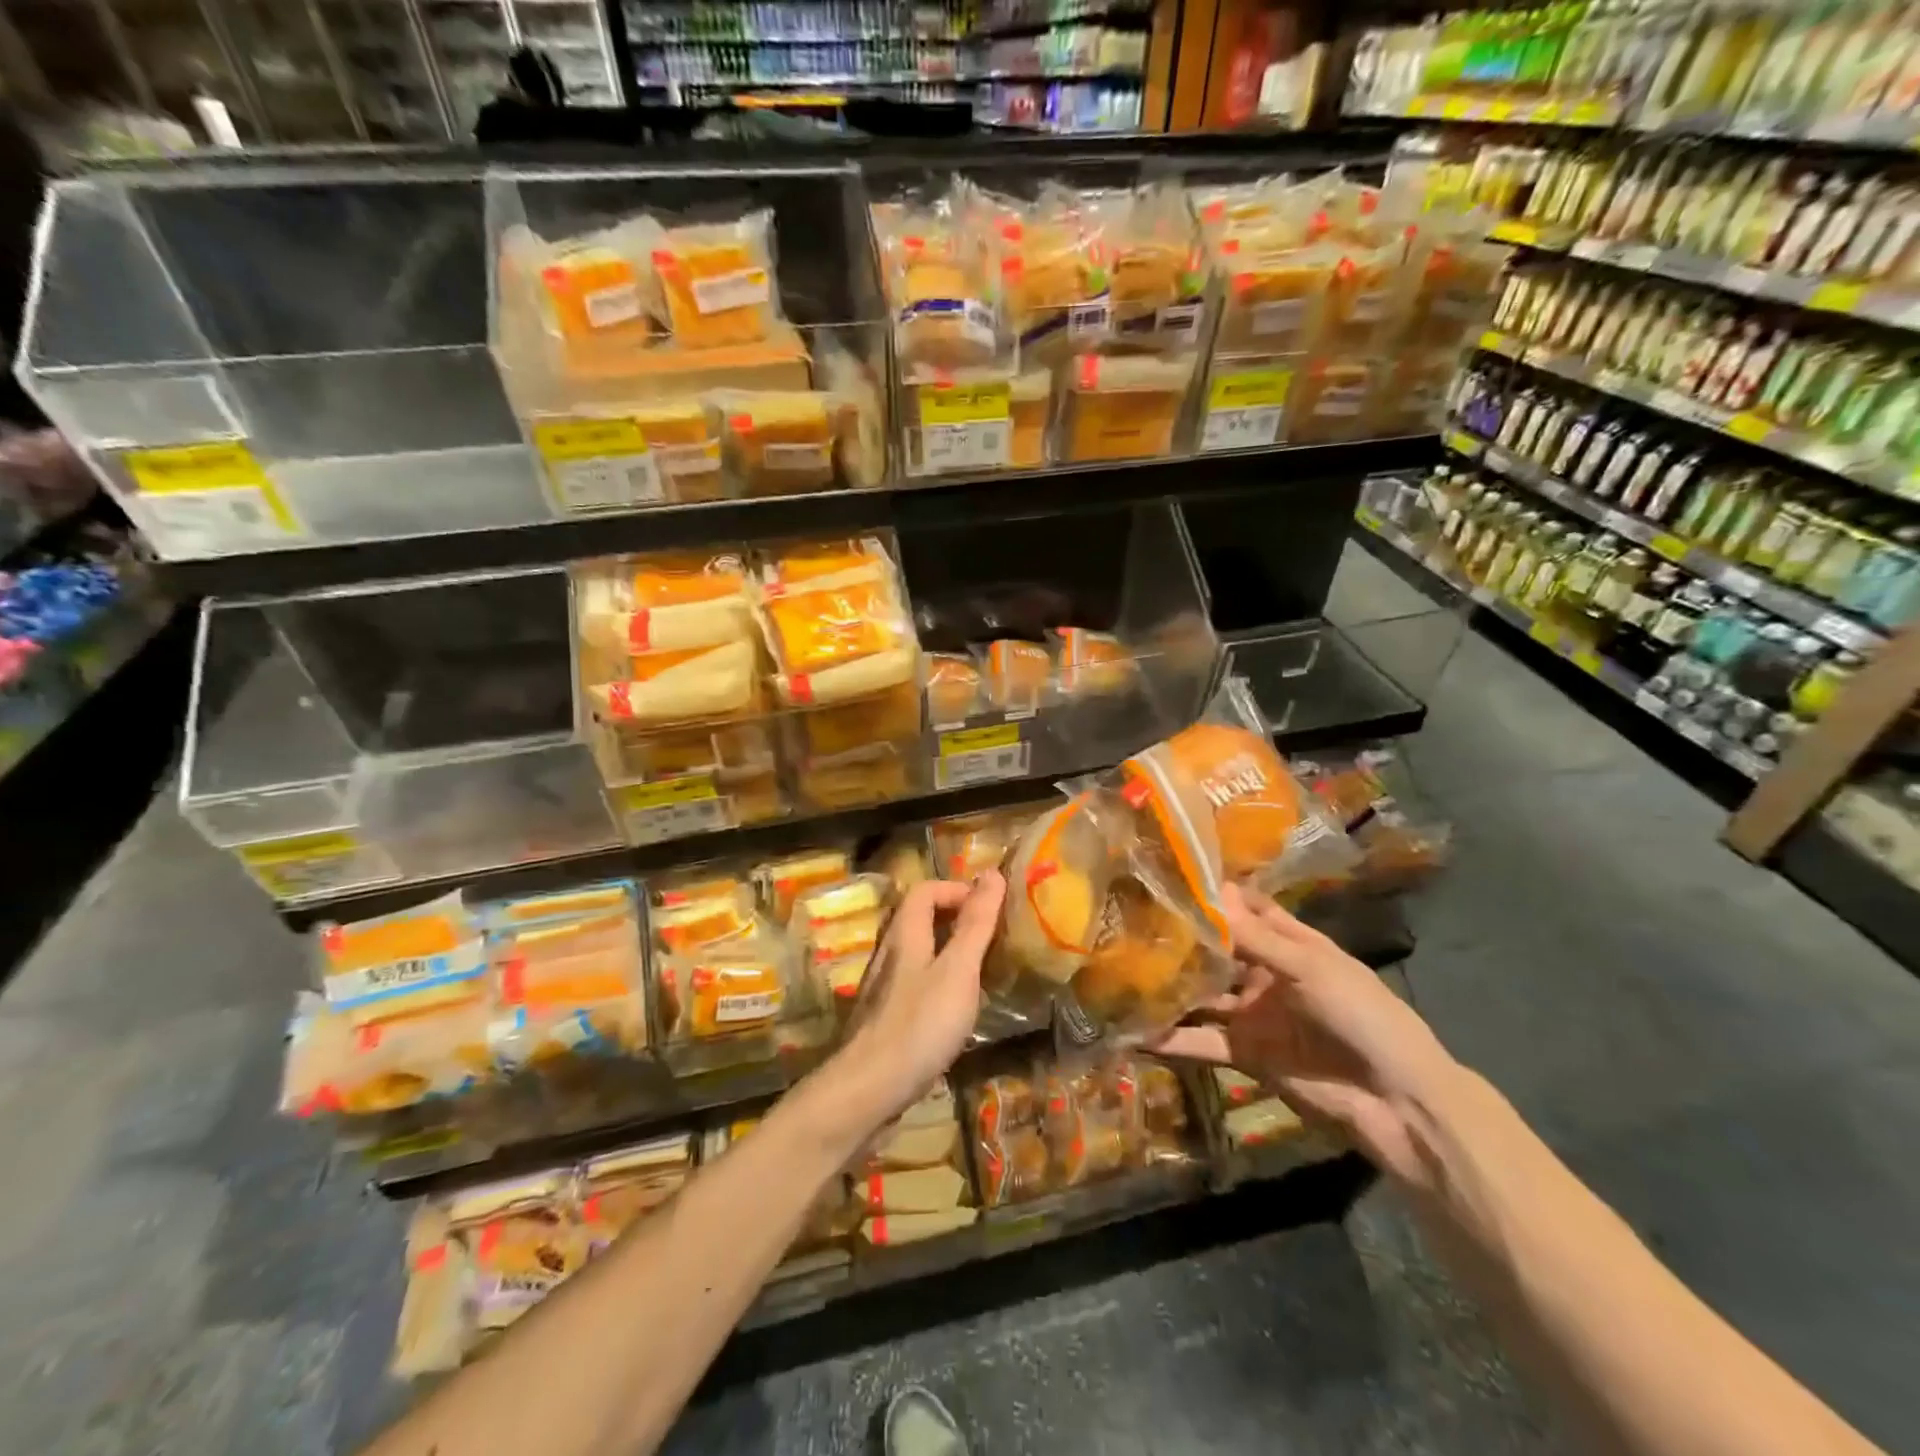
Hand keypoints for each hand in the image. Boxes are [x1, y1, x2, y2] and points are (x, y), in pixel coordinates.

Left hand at [831, 872, 1006, 1130]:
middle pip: (917, 919)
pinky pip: (914, 985)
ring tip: (980, 970)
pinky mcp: (884, 1019)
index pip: (925, 890)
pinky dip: (938, 983)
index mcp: (903, 934)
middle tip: (990, 935)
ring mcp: (882, 988)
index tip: (990, 907)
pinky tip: (956, 1009)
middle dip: (954, 919)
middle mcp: (888, 954)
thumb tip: (991, 873)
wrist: (868, 1091)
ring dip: (947, 952)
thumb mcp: (958, 970)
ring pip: (916, 954)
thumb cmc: (919, 1024)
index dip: (957, 889)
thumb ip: (975, 924)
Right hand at [1151, 884, 1460, 1189]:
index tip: (1165, 875)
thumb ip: (1255, 937)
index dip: (1211, 894)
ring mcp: (1253, 1014)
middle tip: (1125, 920)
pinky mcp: (1244, 1054)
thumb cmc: (1363, 1015)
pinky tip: (1132, 1031)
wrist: (1396, 1103)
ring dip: (1168, 987)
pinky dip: (1171, 1039)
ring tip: (1117, 973)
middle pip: (1215, 950)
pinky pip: (1201, 1041)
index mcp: (1290, 944)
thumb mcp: (1310, 967)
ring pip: (1201, 995)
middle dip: (1178, 938)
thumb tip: (1211, 891)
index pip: (1244, 909)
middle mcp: (1265, 973)